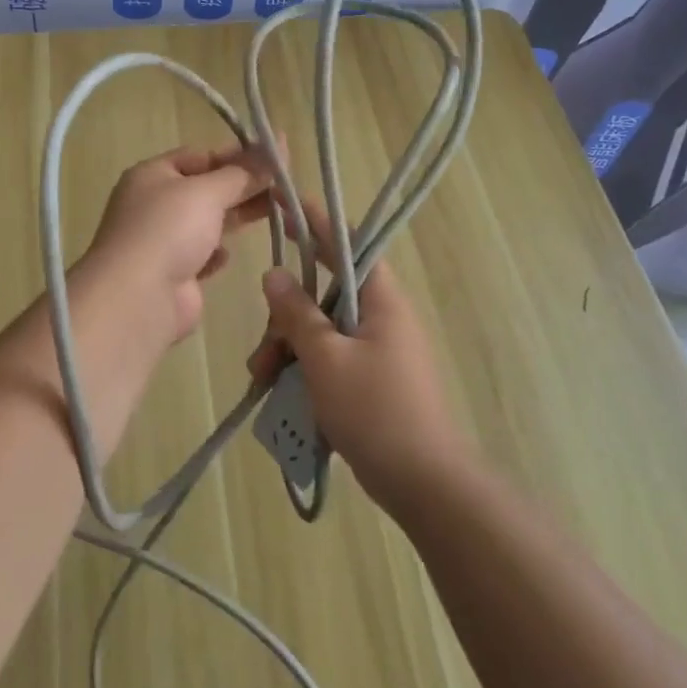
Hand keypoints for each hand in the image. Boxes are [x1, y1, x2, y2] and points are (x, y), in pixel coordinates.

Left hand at [81, 145, 275, 348]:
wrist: (139, 298)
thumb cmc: (169, 230)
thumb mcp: (208, 191)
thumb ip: (245, 172)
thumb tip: (280, 141)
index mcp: (151, 175)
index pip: (198, 156)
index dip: (235, 155)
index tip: (272, 159)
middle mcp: (153, 204)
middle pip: (204, 189)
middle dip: (241, 186)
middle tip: (283, 185)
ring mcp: (161, 241)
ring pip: (205, 222)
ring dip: (234, 218)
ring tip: (275, 213)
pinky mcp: (172, 274)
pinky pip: (200, 256)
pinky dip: (216, 253)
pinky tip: (229, 255)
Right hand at [250, 201, 466, 506]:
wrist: (424, 484)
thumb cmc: (376, 412)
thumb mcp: (326, 359)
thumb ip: (297, 313)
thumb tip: (275, 274)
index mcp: (380, 299)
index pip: (345, 242)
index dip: (314, 220)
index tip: (282, 203)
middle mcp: (381, 316)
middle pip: (323, 295)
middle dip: (285, 318)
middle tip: (262, 355)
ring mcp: (377, 349)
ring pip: (320, 330)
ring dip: (287, 349)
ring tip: (263, 381)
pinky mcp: (371, 380)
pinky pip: (329, 359)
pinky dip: (302, 369)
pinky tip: (278, 394)